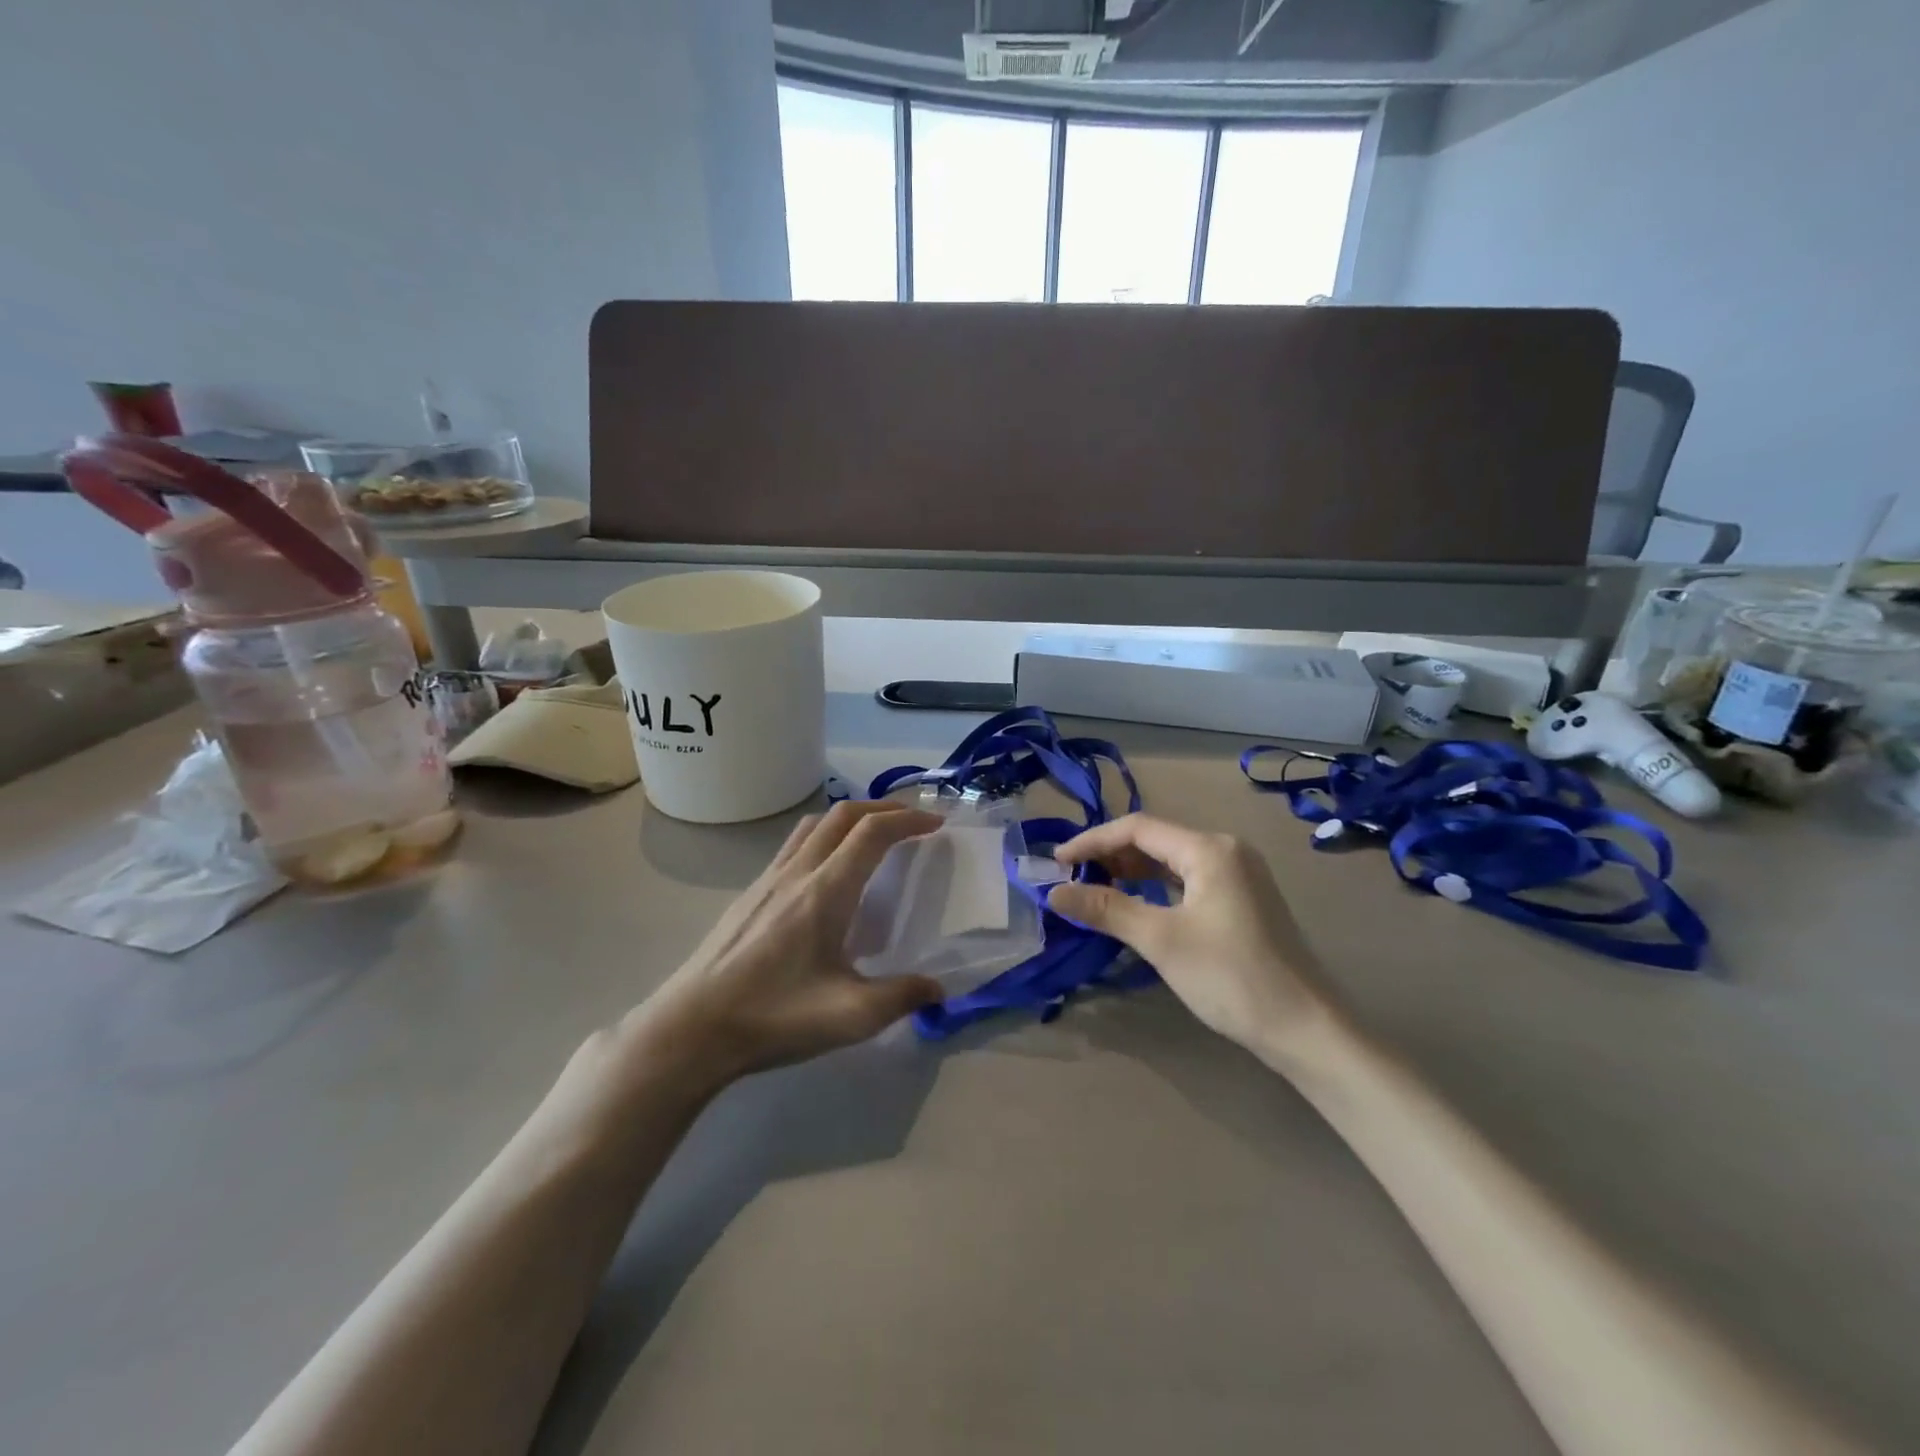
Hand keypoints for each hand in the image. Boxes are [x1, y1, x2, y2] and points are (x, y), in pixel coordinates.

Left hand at [634, 800, 945, 1086]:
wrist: (691, 1028)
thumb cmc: (774, 1016)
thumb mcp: (850, 1016)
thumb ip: (902, 997)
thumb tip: (938, 989)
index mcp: (826, 891)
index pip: (872, 833)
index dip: (908, 821)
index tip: (935, 825)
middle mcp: (797, 872)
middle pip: (843, 815)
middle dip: (883, 809)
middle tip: (912, 822)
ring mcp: (767, 880)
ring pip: (814, 825)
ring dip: (850, 818)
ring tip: (872, 837)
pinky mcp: (749, 894)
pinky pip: (794, 845)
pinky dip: (824, 837)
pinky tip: (826, 874)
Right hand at [1048, 814, 1331, 1055]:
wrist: (1306, 1029)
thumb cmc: (1231, 977)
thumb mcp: (1161, 940)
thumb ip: (1107, 909)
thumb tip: (1054, 892)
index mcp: (1210, 849)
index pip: (1137, 828)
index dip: (1092, 841)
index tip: (1057, 864)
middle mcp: (1227, 850)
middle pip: (1155, 839)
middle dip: (1110, 855)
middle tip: (1073, 880)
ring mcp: (1240, 874)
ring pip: (1172, 861)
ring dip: (1132, 871)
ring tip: (1095, 890)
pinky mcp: (1244, 899)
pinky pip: (1188, 880)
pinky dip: (1156, 887)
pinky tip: (1136, 904)